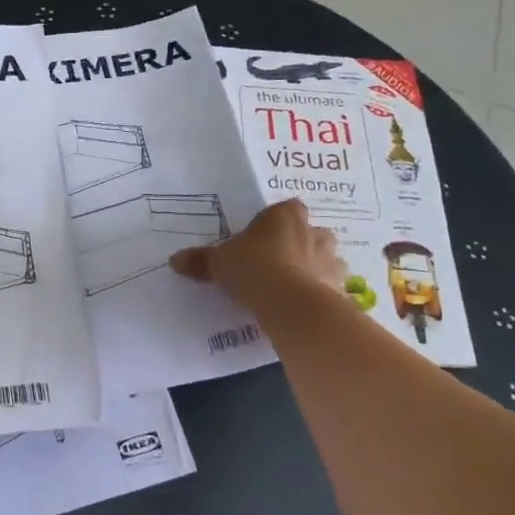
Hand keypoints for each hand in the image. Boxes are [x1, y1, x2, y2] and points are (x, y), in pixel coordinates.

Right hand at [169, 199, 351, 319]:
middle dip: (300, 244)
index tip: (262, 238)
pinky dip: (322, 293)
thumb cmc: (253, 268)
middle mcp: (313, 231)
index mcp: (285, 215)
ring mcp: (331, 259)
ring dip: (315, 268)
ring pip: (326, 258)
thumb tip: (174, 260)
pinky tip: (304, 306)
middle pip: (310, 232)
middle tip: (278, 262)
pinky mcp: (340, 287)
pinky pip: (332, 286)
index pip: (286, 209)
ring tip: (293, 286)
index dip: (275, 223)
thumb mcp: (218, 263)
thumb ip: (200, 260)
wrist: (289, 303)